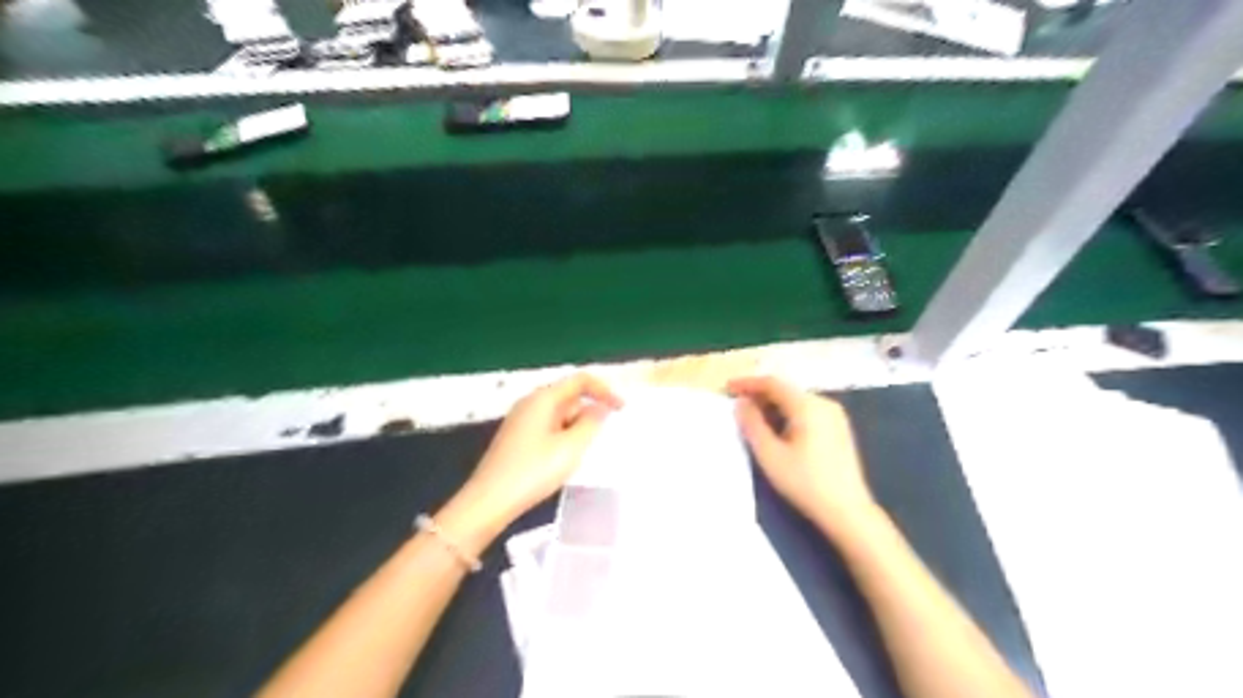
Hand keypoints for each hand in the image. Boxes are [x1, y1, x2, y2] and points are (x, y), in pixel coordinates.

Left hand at [449, 375, 625, 533]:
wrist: (489, 501)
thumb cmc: (533, 471)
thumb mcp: (571, 448)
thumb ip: (591, 423)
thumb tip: (600, 408)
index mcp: (543, 398)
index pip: (580, 380)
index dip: (604, 390)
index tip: (622, 409)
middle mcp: (531, 403)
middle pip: (569, 396)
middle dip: (591, 410)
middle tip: (607, 434)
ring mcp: (522, 421)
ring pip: (560, 414)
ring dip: (578, 427)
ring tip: (589, 450)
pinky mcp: (518, 439)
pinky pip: (549, 428)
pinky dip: (564, 436)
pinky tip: (567, 458)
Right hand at [730, 375, 870, 534]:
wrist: (848, 511)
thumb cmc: (805, 483)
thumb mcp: (770, 455)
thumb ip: (752, 424)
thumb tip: (741, 404)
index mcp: (808, 406)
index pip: (772, 384)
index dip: (747, 384)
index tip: (727, 389)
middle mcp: (824, 403)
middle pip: (786, 390)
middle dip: (759, 395)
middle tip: (737, 406)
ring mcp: (835, 415)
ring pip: (796, 401)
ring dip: (773, 406)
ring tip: (752, 419)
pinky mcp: (839, 429)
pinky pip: (807, 411)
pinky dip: (787, 414)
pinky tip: (777, 430)